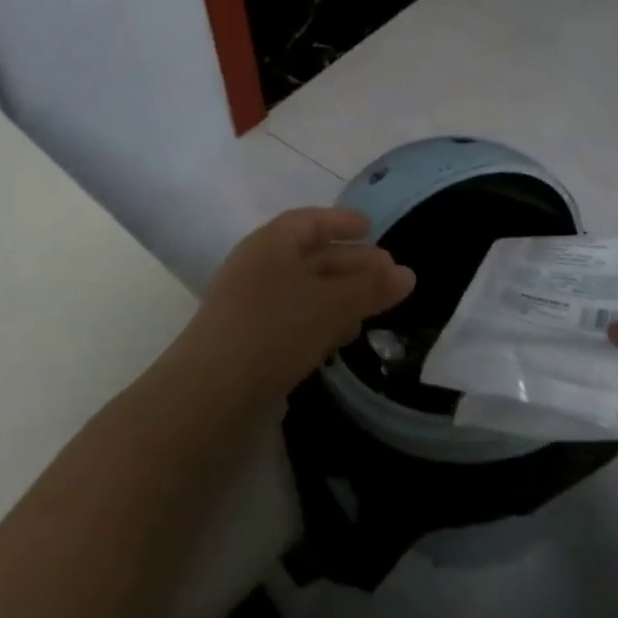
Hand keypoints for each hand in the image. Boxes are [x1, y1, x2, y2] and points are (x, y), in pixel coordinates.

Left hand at [186, 208, 414, 396]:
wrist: (208, 396)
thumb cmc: (273, 331)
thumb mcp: (330, 305)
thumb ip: (371, 288)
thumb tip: (409, 274)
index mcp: (272, 243)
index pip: (311, 221)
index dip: (342, 222)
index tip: (371, 227)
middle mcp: (259, 266)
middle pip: (311, 255)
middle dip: (351, 264)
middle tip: (390, 275)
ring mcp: (250, 305)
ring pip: (304, 290)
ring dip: (339, 297)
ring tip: (372, 310)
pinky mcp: (249, 340)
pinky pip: (293, 319)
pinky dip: (320, 322)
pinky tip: (339, 340)